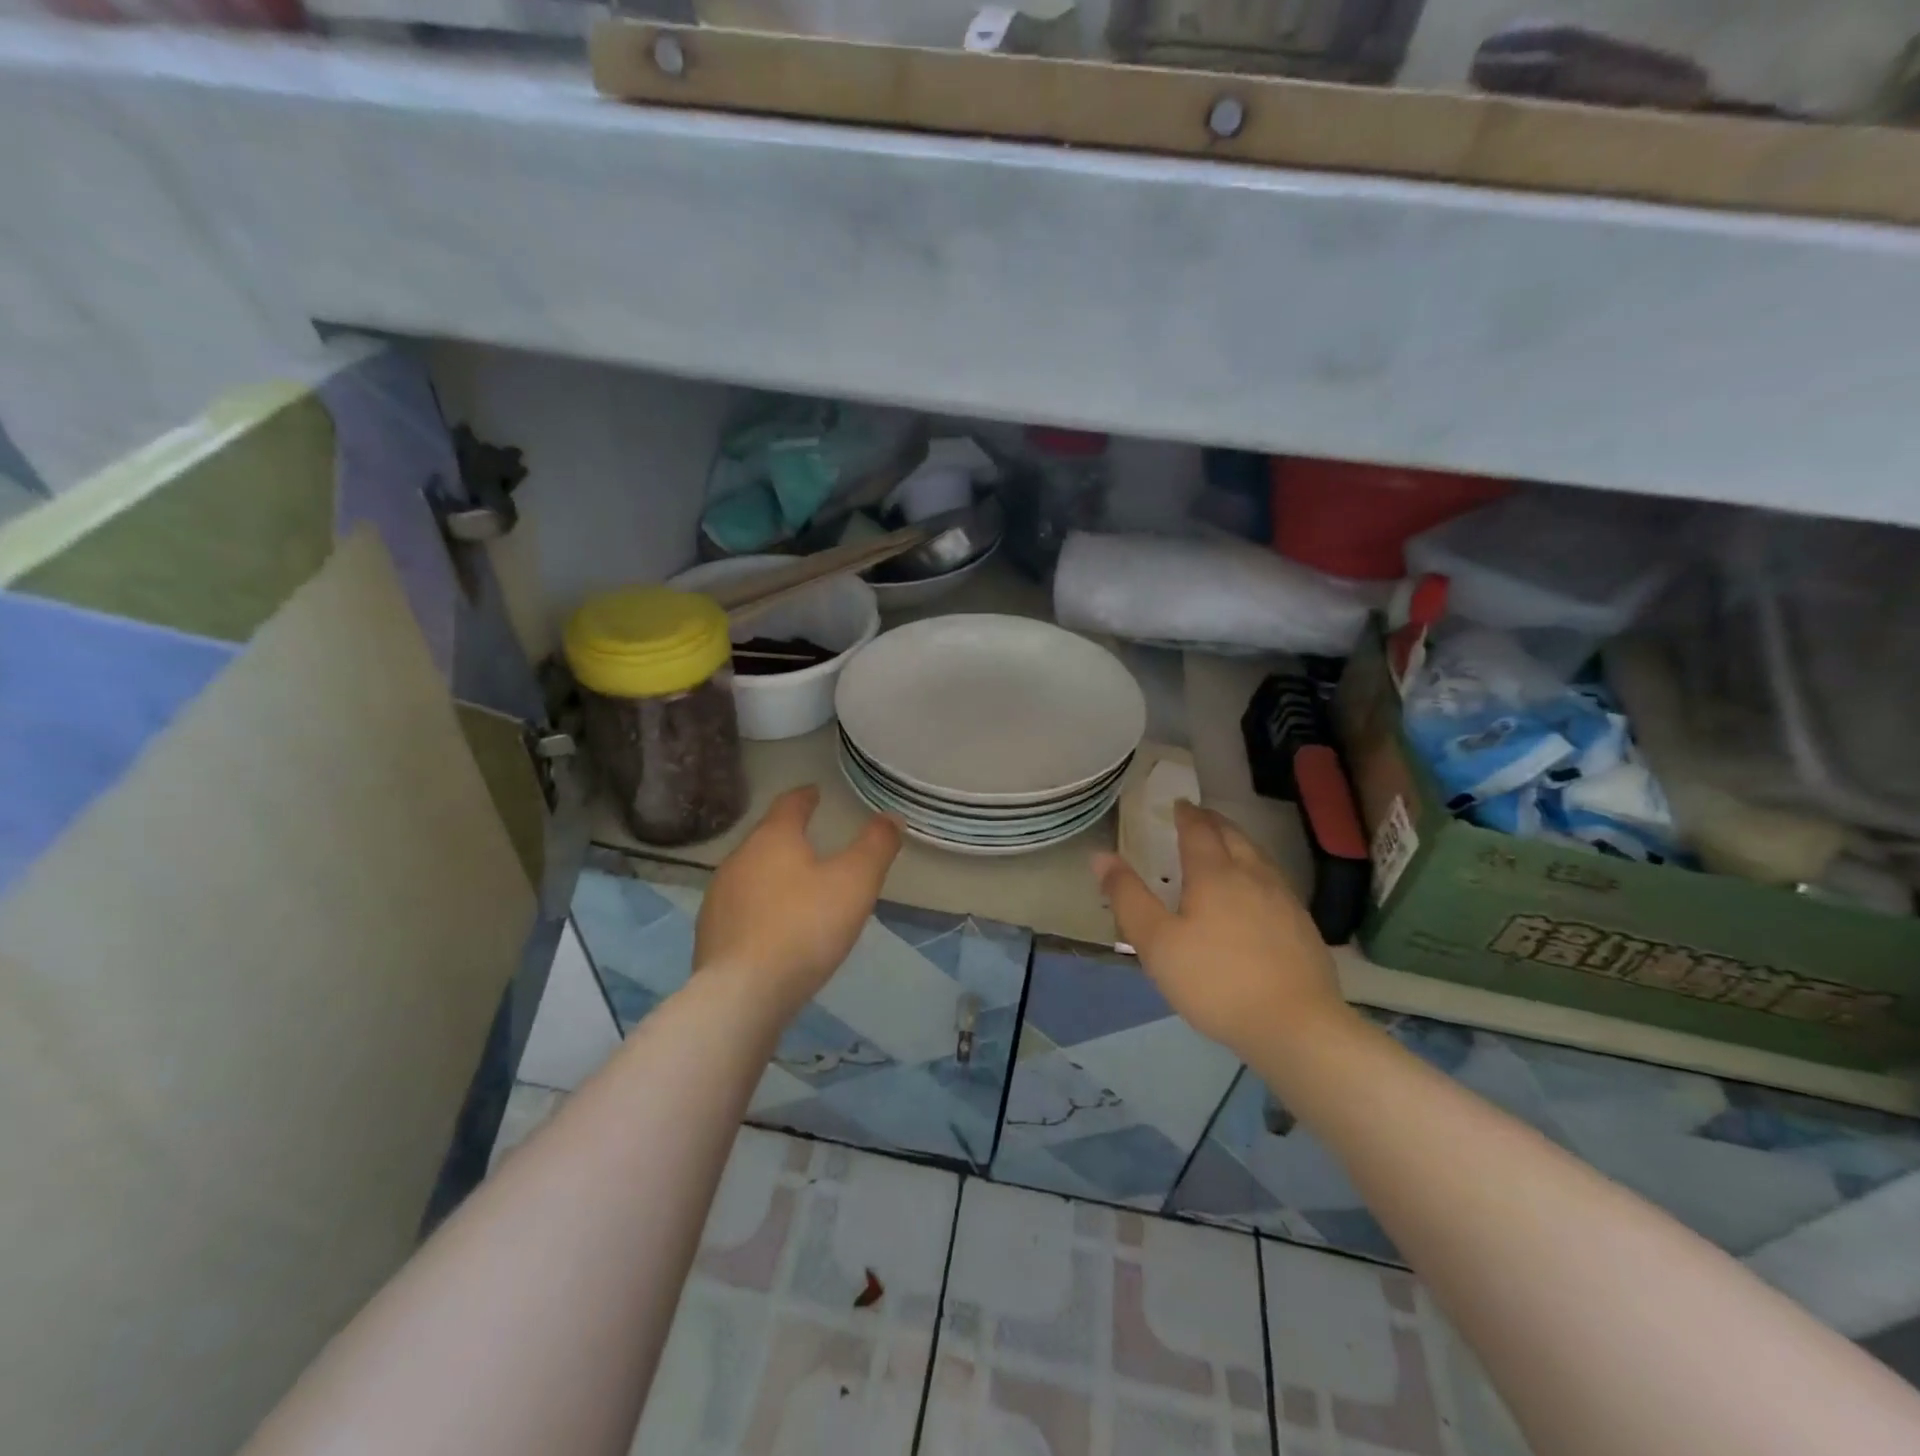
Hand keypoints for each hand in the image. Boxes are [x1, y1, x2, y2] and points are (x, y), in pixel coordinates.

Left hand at [695, 786, 901, 1018]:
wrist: (742, 994)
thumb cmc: (805, 926)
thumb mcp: (855, 882)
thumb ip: (876, 846)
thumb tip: (890, 817)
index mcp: (772, 839)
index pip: (789, 805)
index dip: (805, 797)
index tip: (815, 793)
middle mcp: (738, 860)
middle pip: (767, 839)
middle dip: (789, 838)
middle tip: (814, 844)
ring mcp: (719, 898)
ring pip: (751, 875)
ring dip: (774, 876)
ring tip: (797, 890)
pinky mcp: (710, 935)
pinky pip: (742, 910)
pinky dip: (760, 909)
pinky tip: (774, 930)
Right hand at [1093, 801, 1350, 1061]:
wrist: (1296, 1026)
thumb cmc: (1215, 981)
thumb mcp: (1156, 942)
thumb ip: (1128, 897)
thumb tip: (1101, 856)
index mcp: (1215, 873)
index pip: (1199, 830)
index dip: (1187, 815)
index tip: (1179, 804)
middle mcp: (1253, 875)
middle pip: (1233, 836)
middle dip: (1214, 822)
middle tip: (1199, 818)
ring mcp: (1284, 899)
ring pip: (1259, 856)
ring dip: (1238, 843)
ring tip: (1226, 846)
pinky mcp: (1303, 925)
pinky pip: (1275, 881)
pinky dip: (1257, 870)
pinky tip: (1257, 892)